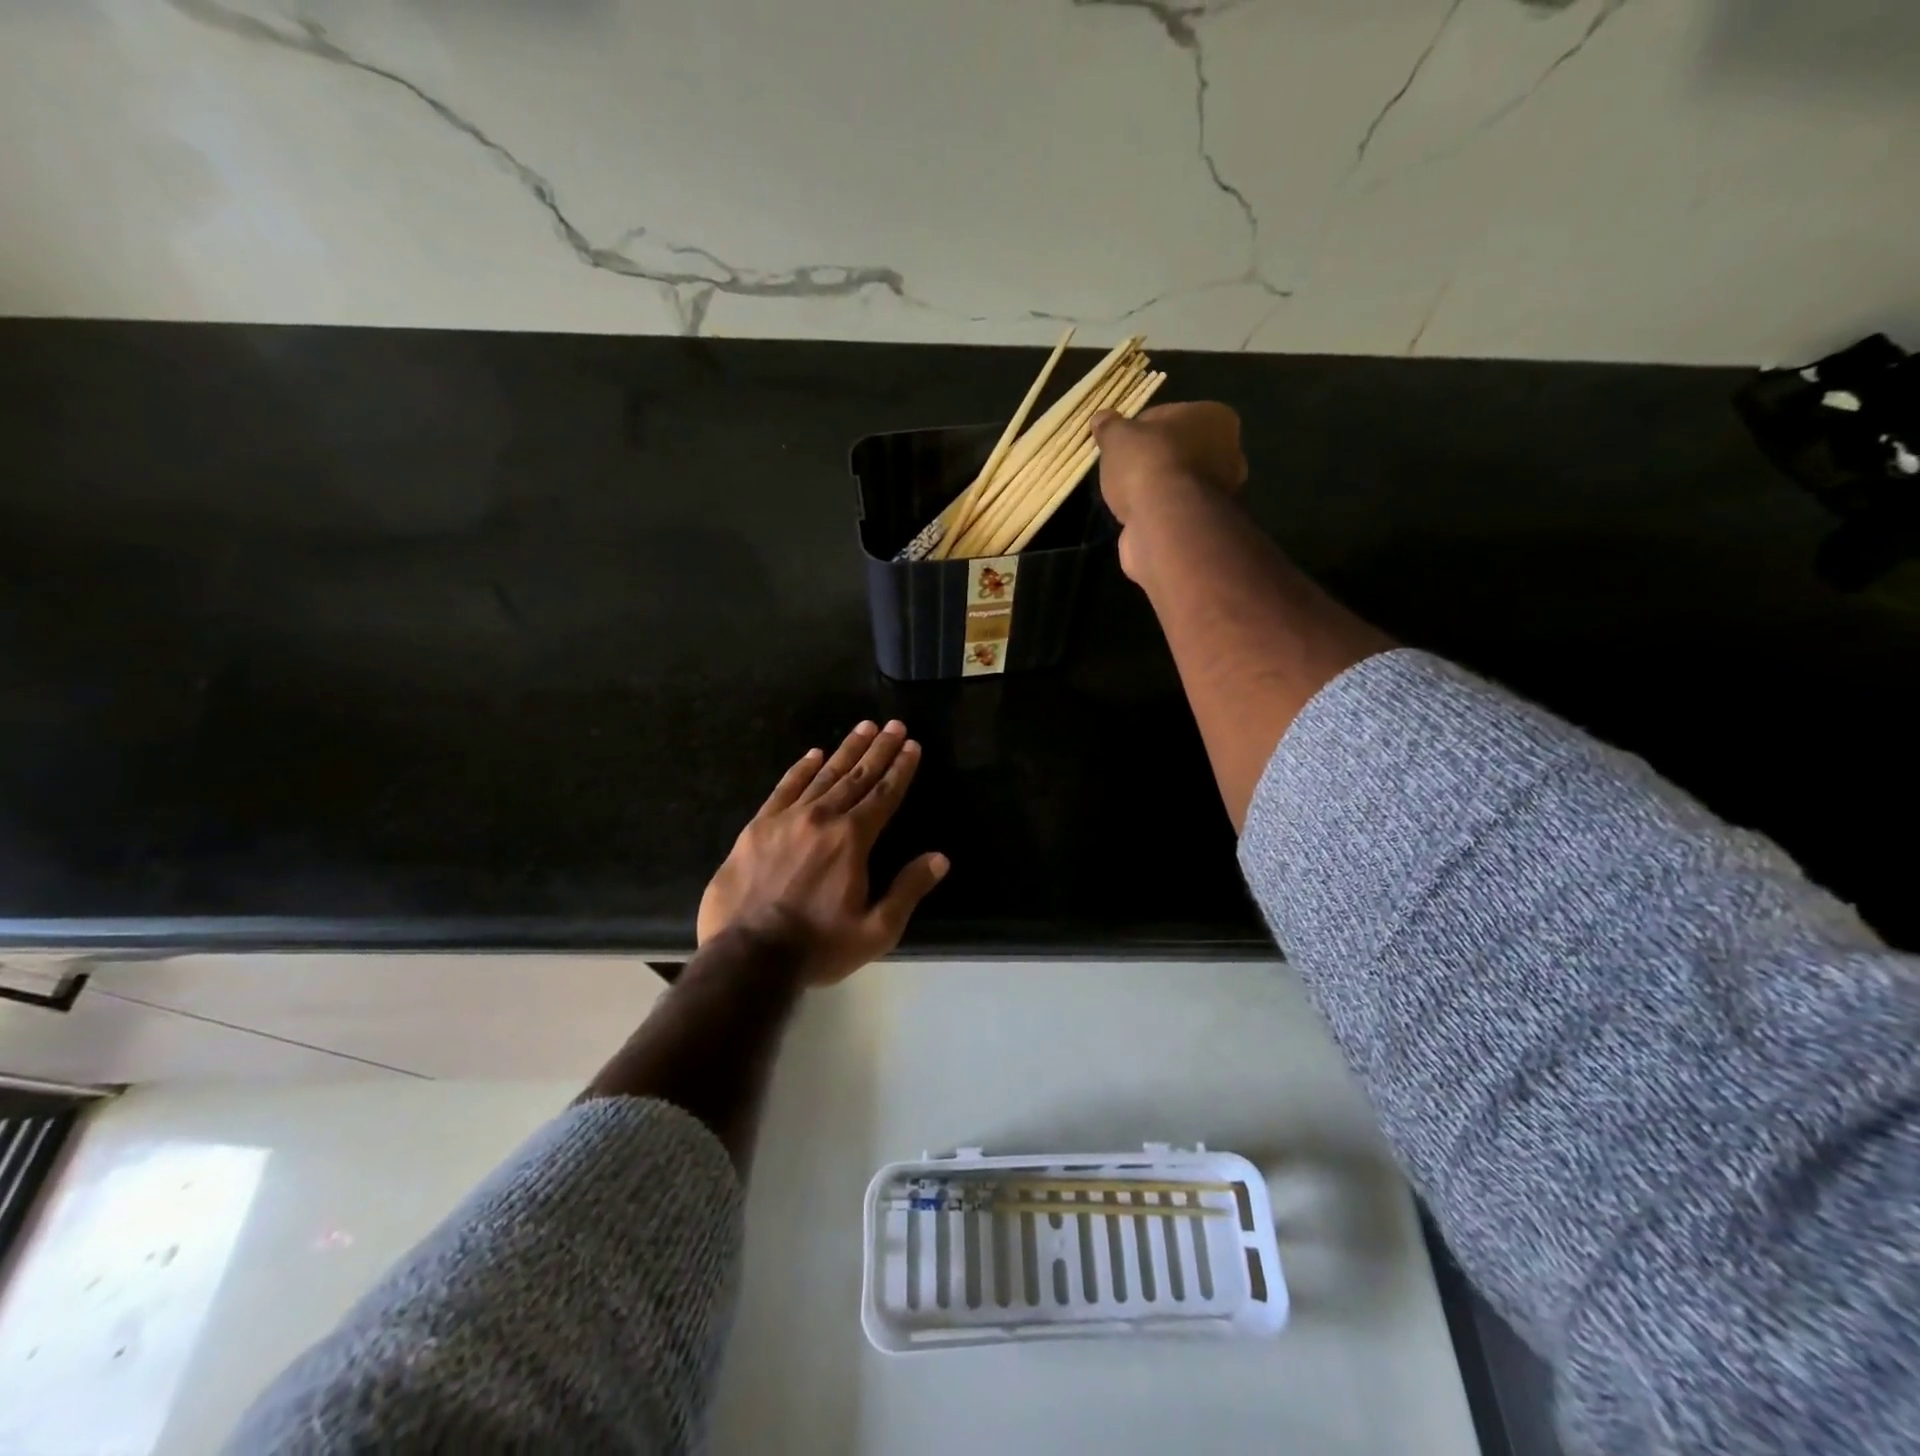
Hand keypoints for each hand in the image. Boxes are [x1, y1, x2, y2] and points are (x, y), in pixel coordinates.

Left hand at [697, 720, 948, 985]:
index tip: (912, 746)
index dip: (901, 769)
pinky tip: (813, 754)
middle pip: (857, 777)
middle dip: (879, 750)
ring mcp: (786, 819)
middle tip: (894, 725)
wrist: (747, 957)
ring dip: (846, 750)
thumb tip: (940, 859)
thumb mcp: (875, 931)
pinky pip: (784, 788)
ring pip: (823, 776)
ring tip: (864, 728)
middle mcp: (822, 818)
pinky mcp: (757, 827)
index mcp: (852, 840)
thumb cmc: (817, 947)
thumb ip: (908, 890)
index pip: (884, 795)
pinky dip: (801, 769)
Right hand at [1092, 401, 1247, 516]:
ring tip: (1129, 497)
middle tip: (1124, 471)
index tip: (1119, 445)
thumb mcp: (1117, 437)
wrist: (1165, 523)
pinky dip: (1161, 512)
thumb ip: (1110, 427)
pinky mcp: (1208, 522)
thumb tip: (1101, 418)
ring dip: (1157, 489)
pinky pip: (1177, 510)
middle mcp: (1229, 451)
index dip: (1139, 430)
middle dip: (1154, 460)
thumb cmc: (1147, 465)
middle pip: (1179, 450)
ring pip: (1179, 482)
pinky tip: (1141, 516)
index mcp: (1215, 417)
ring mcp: (1222, 491)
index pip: (1169, 416)